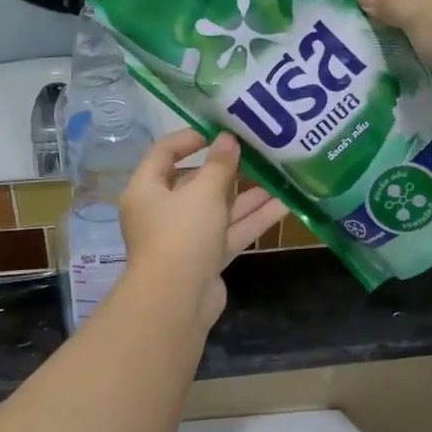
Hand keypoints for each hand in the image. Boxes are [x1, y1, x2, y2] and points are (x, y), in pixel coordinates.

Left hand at [119, 131, 286, 332]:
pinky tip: (284, 205)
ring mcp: (185, 238)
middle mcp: (162, 212)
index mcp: (147, 190)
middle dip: (229, 169)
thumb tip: (228, 139)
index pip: (164, 153)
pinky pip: (230, 233)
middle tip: (259, 152)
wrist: (177, 301)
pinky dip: (253, 220)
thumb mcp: (202, 192)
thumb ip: (219, 165)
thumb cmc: (181, 234)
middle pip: (195, 183)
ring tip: (281, 175)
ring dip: (248, 195)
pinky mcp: (205, 259)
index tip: (220, 130)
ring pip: (218, 210)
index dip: (190, 138)